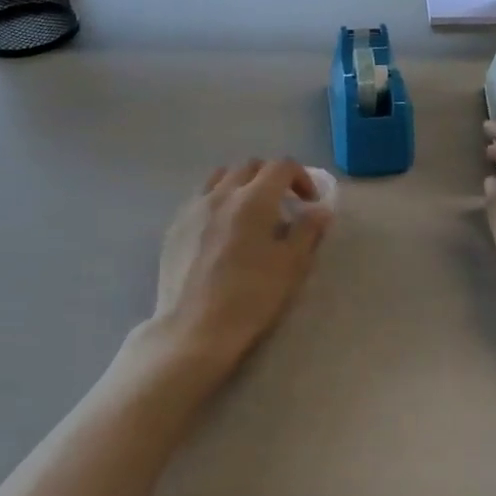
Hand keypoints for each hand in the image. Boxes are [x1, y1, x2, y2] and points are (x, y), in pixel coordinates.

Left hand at [149, 159, 332, 379]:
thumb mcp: (292, 266)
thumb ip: (308, 231)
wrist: (194, 329)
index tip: (310, 203)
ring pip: (220, 177)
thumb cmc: (250, 297)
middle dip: (271, 177)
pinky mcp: (175, 227)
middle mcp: (221, 194)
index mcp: (253, 199)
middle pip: (249, 166)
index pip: (281, 166)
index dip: (301, 177)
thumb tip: (320, 210)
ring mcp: (193, 208)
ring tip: (250, 211)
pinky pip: (200, 198)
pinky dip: (218, 200)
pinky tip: (222, 229)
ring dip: (241, 184)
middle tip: (283, 204)